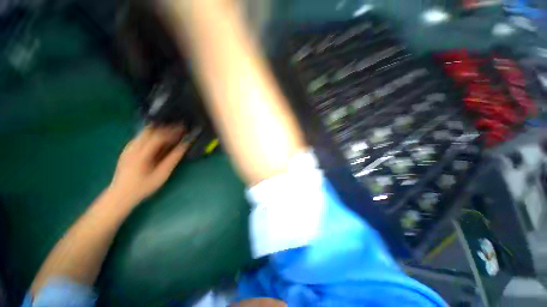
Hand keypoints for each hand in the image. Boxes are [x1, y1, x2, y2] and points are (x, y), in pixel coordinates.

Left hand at [108, 125, 189, 205]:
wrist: (120, 195)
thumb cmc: (143, 187)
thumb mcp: (161, 175)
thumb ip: (173, 159)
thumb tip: (184, 146)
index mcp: (141, 154)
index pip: (158, 136)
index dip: (172, 132)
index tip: (184, 130)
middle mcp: (133, 147)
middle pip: (151, 130)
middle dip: (166, 128)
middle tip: (179, 129)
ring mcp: (128, 148)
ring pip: (145, 132)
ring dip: (160, 130)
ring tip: (172, 133)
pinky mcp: (127, 150)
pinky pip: (141, 137)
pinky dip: (153, 135)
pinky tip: (160, 140)